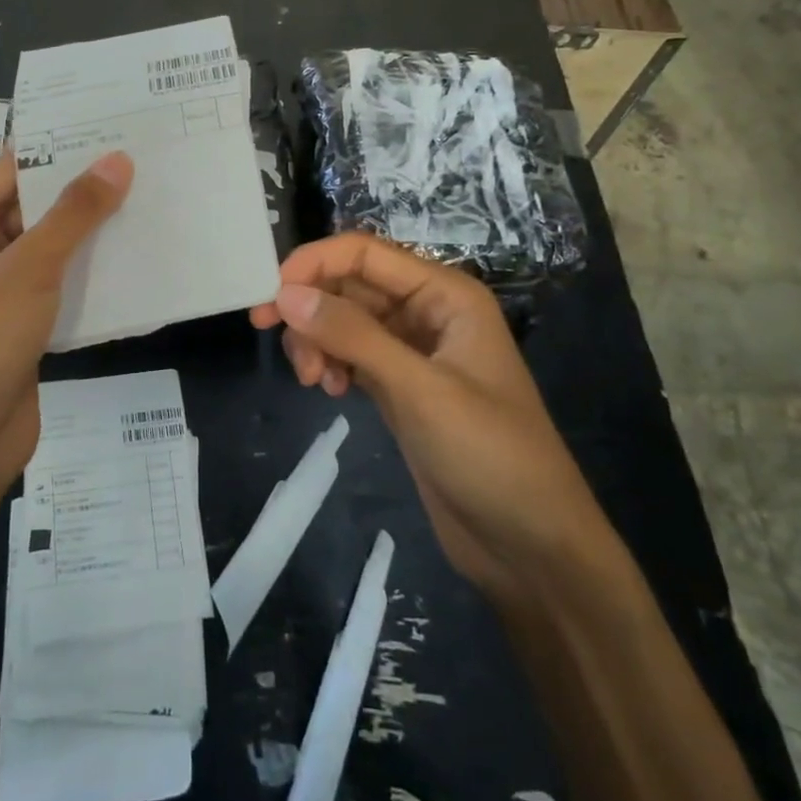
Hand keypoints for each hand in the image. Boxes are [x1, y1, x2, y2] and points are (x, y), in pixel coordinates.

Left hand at [0, 149, 132, 511]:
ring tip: (149, 204)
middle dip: (82, 194)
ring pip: (49, 248)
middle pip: (32, 208)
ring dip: (90, 235)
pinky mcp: (19, 324)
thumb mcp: (30, 267)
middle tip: (143, 165)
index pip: (10, 170)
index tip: (114, 131)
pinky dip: (88, 274)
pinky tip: (135, 260)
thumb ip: (75, 213)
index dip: (60, 152)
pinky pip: (57, 286)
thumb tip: (118, 159)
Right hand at [250, 234, 601, 594]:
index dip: (313, 263)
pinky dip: (330, 363)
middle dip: (310, 306)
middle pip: (349, 284)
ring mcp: (412, 351)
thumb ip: (352, 336)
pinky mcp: (399, 387)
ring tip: (313, 381)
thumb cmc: (490, 456)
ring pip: (344, 320)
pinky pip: (350, 354)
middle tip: (270, 334)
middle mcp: (427, 312)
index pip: (364, 253)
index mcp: (445, 294)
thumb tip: (286, 294)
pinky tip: (330, 392)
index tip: (269, 295)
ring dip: (316, 339)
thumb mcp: (420, 390)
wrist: (530, 546)